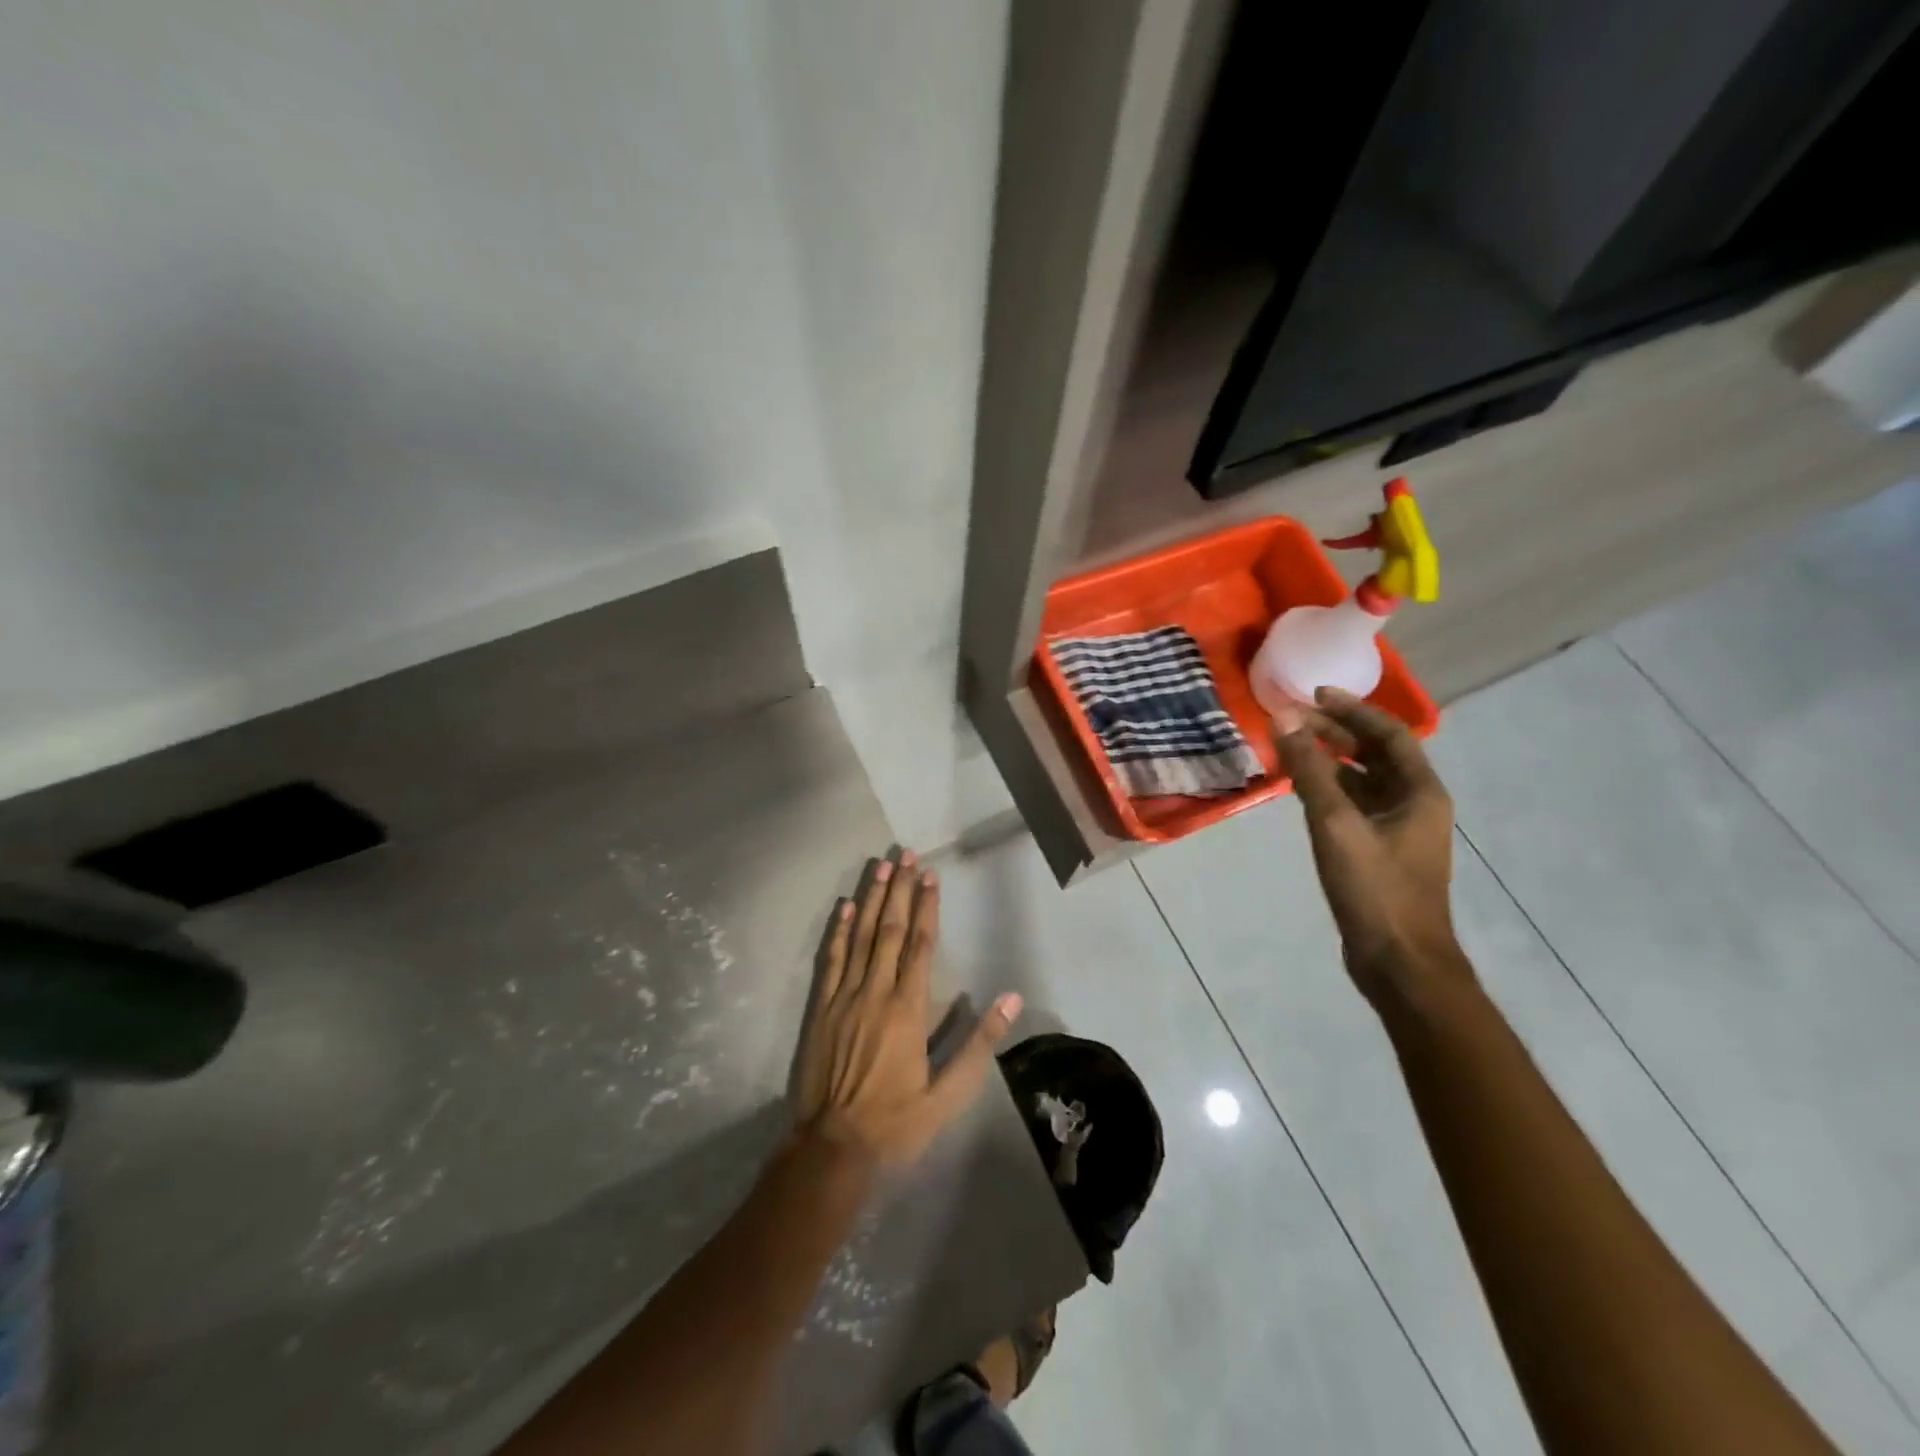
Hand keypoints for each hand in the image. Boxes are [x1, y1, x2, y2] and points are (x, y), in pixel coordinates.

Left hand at [791, 851, 1023, 1167]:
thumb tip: (1010, 1000)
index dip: (927, 907)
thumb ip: (979, 1045)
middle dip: (900, 890)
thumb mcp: (948, 1095)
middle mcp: (876, 992)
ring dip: (872, 899)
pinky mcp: (820, 1009)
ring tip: (880, 866)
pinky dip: (839, 930)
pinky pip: (831, 960)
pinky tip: (845, 906)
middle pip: (891, 930)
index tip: (930, 876)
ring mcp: (844, 997)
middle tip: (906, 855)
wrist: (831, 1149)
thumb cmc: (896, 1122)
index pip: (921, 945)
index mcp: (909, 1009)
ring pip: (861, 936)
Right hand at [1273, 689, 1464, 1002]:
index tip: (1314, 695)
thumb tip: (1283, 718)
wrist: (1400, 962)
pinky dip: (1329, 789)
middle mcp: (1415, 803)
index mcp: (1420, 791)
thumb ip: (1309, 770)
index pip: (1388, 733)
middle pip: (1376, 754)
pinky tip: (1301, 789)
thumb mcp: (1336, 824)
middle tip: (1294, 718)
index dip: (1352, 710)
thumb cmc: (1375, 889)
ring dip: (1331, 760)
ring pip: (1364, 780)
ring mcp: (1398, 829)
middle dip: (1336, 732)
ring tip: (1292, 746)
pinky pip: (1355, 805)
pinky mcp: (1380, 851)